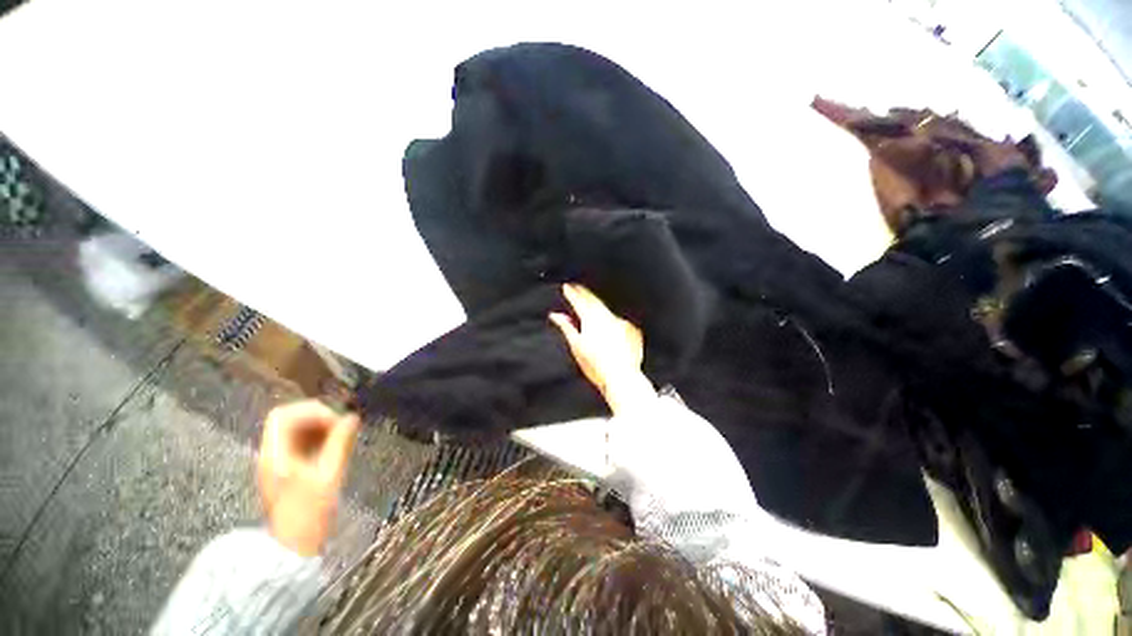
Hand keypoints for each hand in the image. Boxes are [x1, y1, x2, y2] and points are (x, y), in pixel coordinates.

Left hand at [257, 400, 358, 555]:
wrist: (293, 549)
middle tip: (343, 425)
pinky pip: (304, 444)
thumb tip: (353, 417)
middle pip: (290, 420)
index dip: (311, 411)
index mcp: (274, 455)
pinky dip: (321, 439)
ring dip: (322, 427)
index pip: (284, 416)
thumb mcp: (328, 476)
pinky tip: (338, 446)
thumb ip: (339, 444)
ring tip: (344, 434)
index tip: (335, 420)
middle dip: (319, 417)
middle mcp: (272, 454)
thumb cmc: (308, 513)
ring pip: (298, 431)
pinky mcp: (290, 470)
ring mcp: (280, 463)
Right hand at [550, 283, 653, 414]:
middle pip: (593, 300)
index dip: (572, 292)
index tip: (566, 286)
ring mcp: (620, 321)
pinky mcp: (631, 329)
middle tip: (577, 287)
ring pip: (606, 308)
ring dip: (597, 305)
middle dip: (584, 293)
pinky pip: (618, 319)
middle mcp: (607, 316)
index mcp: (591, 319)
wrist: (622, 377)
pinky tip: (608, 323)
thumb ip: (566, 327)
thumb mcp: (576, 346)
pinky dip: (611, 318)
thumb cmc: (596, 365)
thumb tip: (556, 315)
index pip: (579, 300)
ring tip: (590, 303)